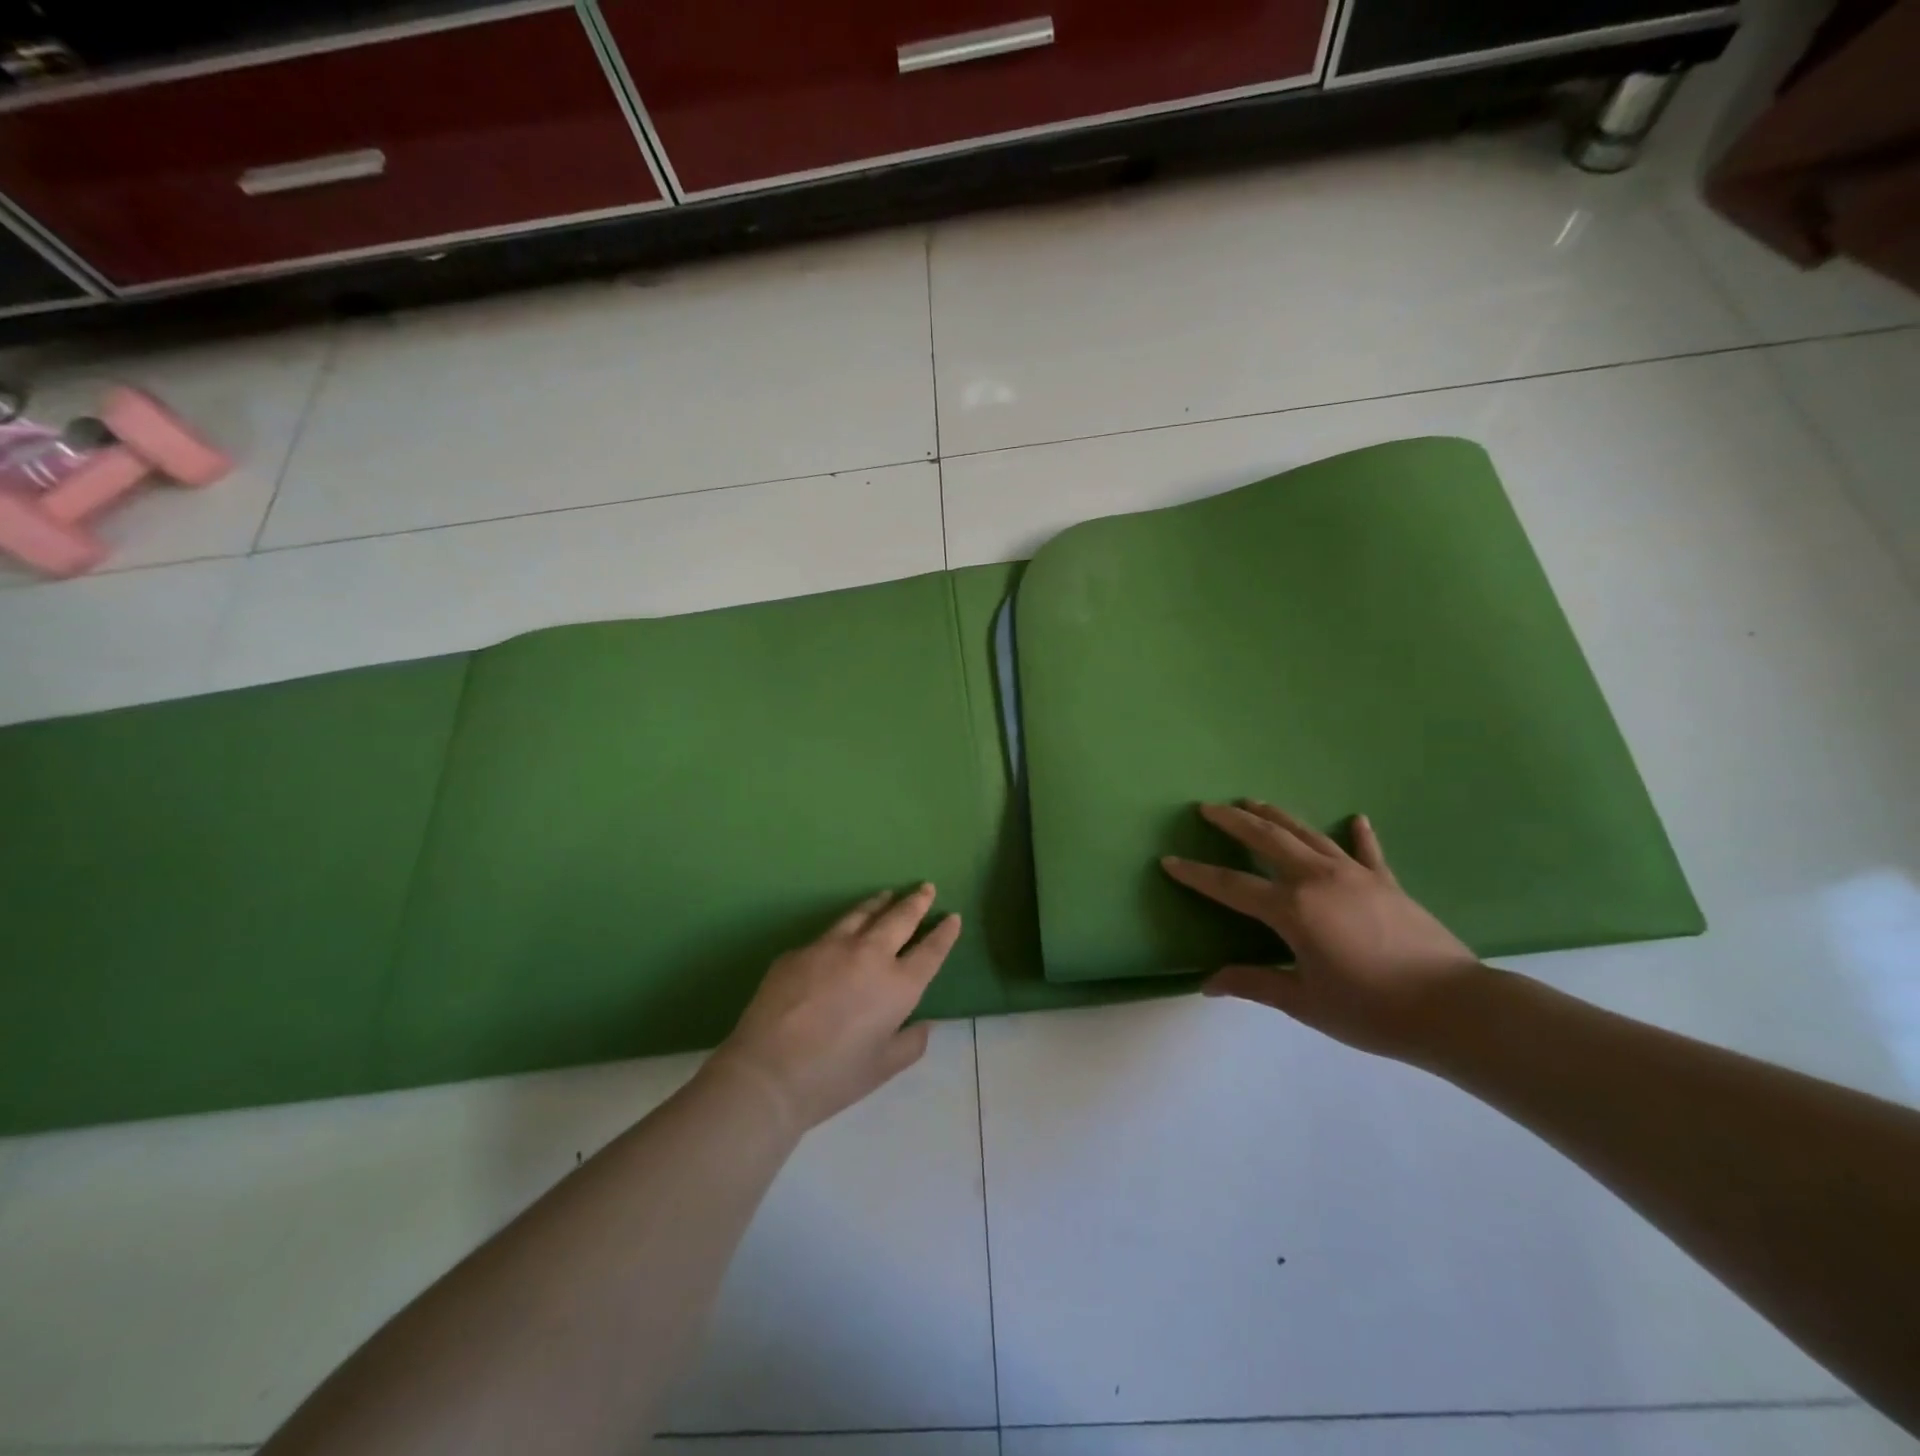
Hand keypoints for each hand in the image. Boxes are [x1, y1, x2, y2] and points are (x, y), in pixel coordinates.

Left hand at [712, 885, 961, 1132]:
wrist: (767, 1073)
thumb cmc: (833, 1077)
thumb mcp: (883, 1068)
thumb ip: (911, 1042)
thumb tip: (924, 1024)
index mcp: (898, 985)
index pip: (930, 950)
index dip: (944, 933)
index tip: (952, 917)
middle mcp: (869, 955)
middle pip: (899, 918)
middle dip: (916, 901)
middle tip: (925, 888)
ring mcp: (830, 947)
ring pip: (862, 914)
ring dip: (879, 903)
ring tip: (887, 895)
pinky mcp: (799, 951)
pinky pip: (827, 936)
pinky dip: (842, 931)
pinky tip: (839, 939)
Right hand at [1161, 802, 1482, 1060]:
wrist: (1454, 1009)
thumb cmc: (1371, 1009)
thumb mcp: (1305, 1001)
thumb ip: (1254, 984)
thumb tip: (1207, 984)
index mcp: (1292, 909)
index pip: (1231, 886)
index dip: (1197, 874)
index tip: (1169, 860)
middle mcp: (1318, 879)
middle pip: (1267, 840)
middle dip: (1233, 822)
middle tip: (1208, 807)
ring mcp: (1355, 875)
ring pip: (1307, 834)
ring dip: (1277, 816)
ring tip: (1253, 802)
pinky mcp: (1387, 882)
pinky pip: (1366, 851)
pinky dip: (1358, 834)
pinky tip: (1356, 818)